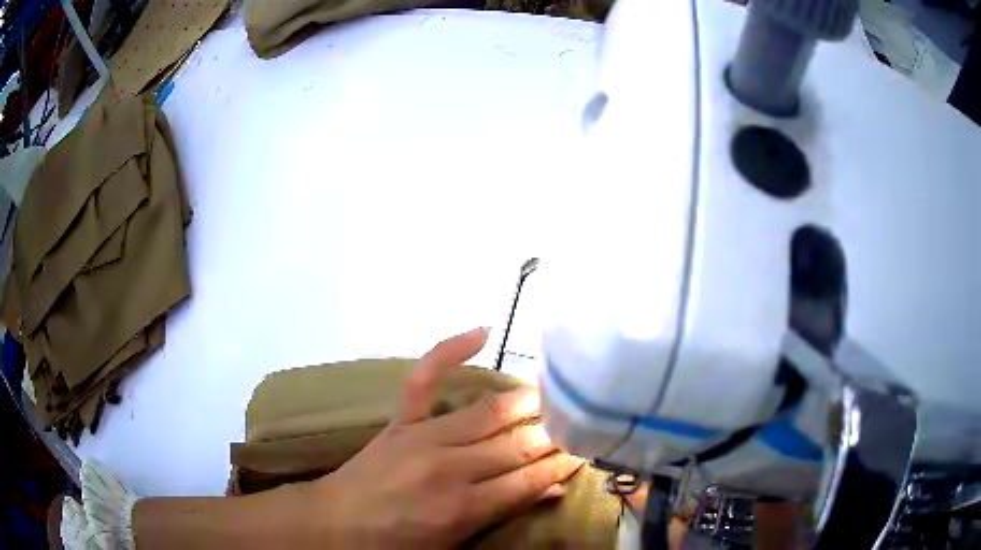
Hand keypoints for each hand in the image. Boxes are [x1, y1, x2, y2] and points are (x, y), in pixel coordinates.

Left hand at [310, 328, 582, 547]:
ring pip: (488, 412)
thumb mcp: (455, 544)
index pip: (530, 478)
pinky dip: (450, 351)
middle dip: (554, 433)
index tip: (587, 448)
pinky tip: (481, 331)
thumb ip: (505, 514)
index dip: (563, 462)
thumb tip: (554, 489)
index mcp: (465, 507)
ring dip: (526, 403)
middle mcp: (450, 467)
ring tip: (555, 393)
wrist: (335, 523)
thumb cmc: (396, 543)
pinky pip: (425, 379)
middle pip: (517, 444)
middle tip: (579, 422)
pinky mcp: (400, 420)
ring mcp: (423, 437)